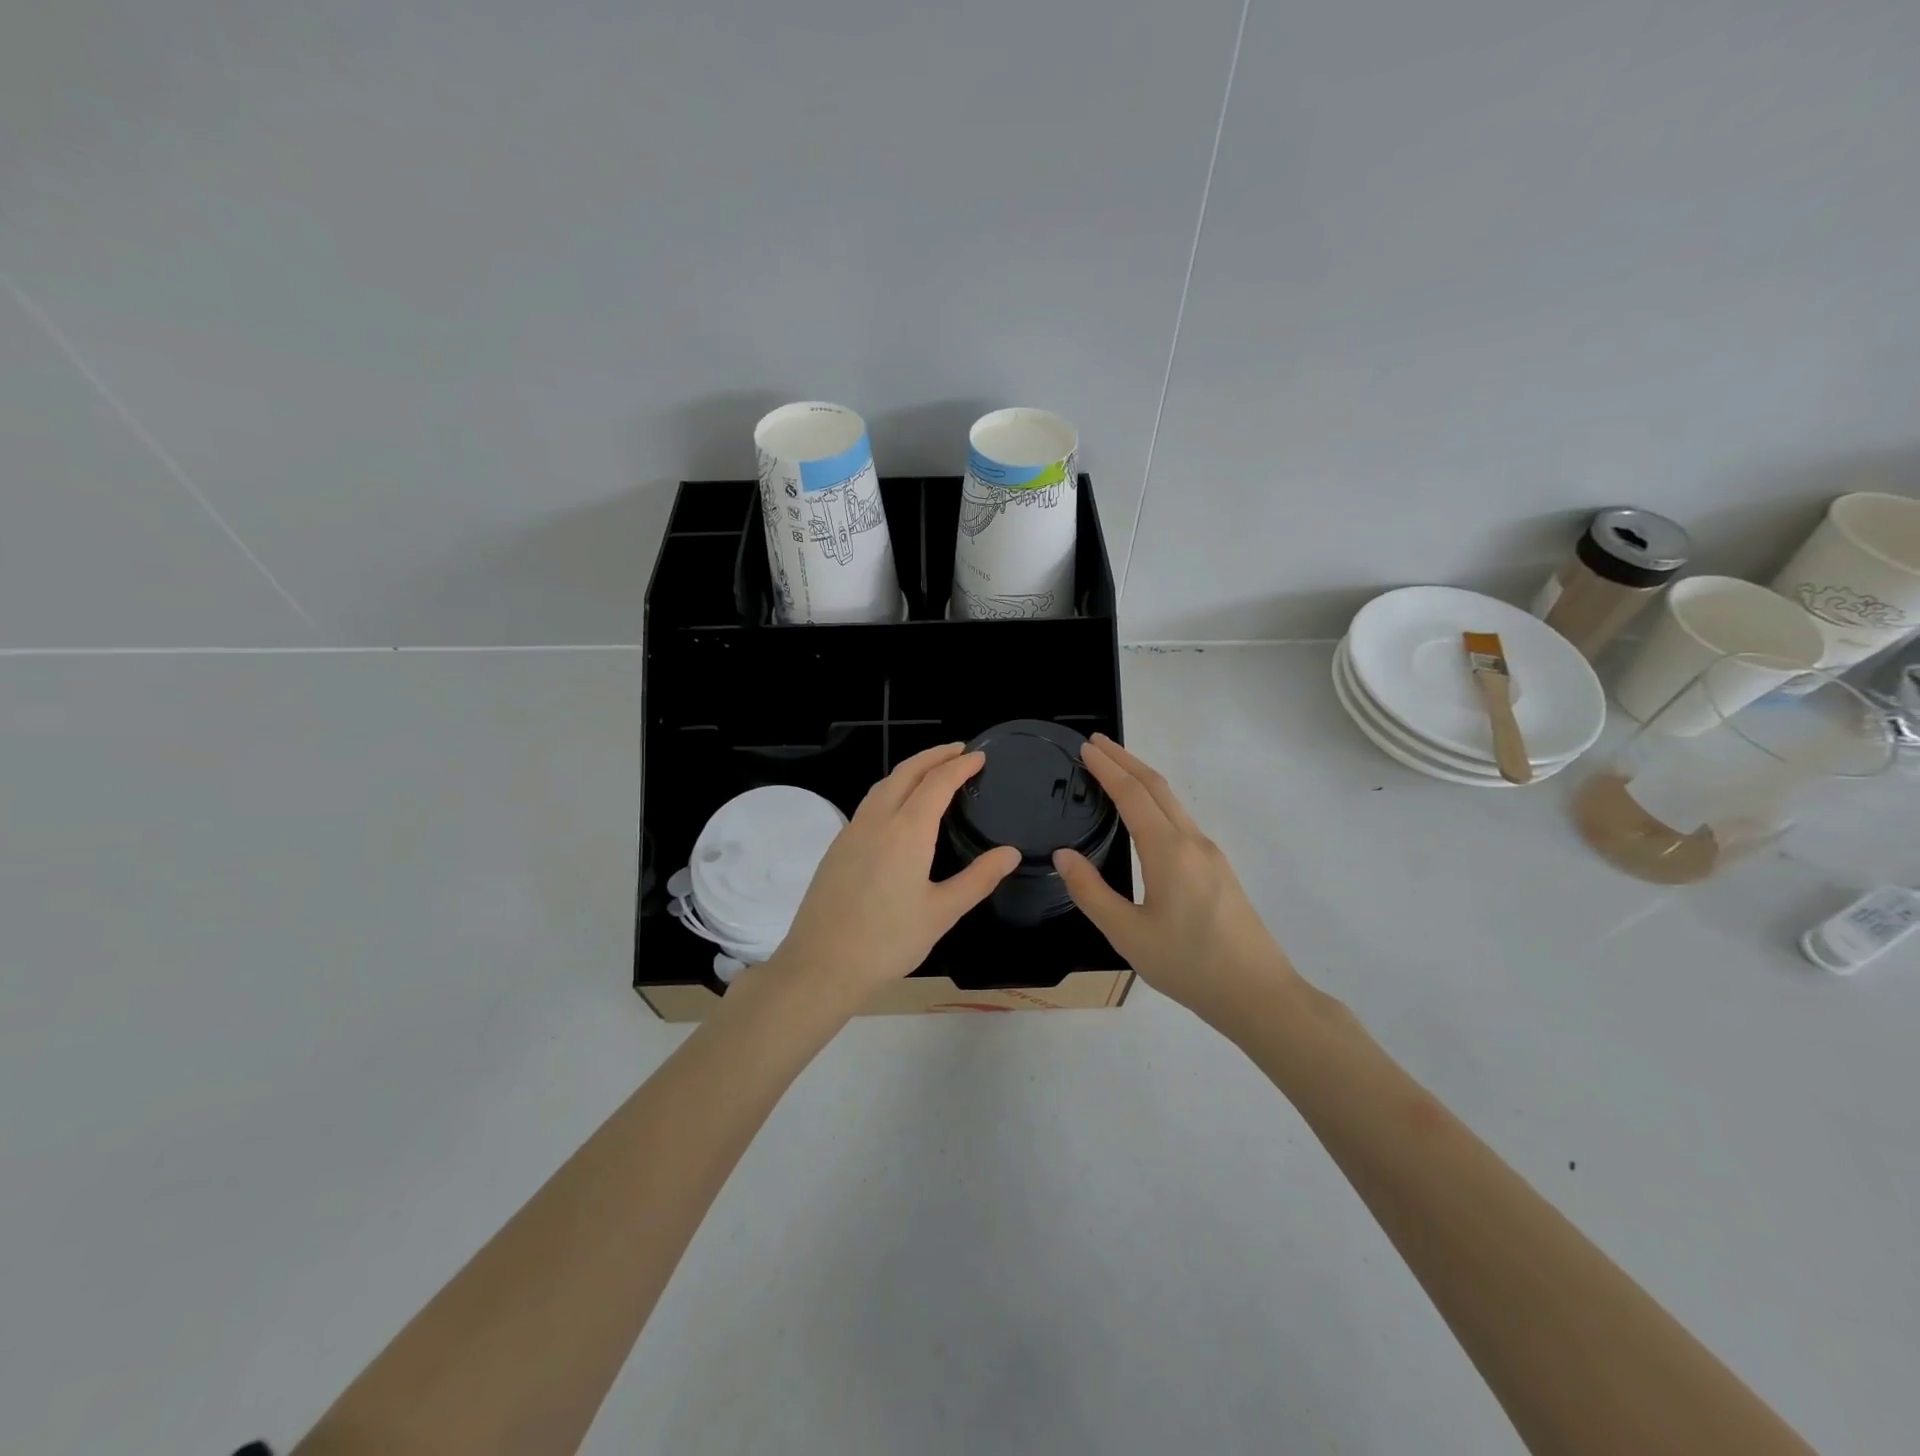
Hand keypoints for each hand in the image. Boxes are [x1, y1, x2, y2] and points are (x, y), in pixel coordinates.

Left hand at [773, 744, 1021, 1000]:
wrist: (821, 965)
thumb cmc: (888, 941)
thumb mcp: (942, 913)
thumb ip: (978, 879)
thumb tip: (1010, 852)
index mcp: (907, 831)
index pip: (937, 783)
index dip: (960, 766)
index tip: (979, 756)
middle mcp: (877, 820)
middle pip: (906, 772)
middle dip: (934, 755)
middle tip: (959, 751)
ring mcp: (852, 831)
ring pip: (883, 785)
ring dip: (910, 770)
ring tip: (932, 771)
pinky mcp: (837, 847)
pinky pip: (869, 803)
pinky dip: (891, 789)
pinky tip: (899, 808)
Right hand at [1053, 734, 1299, 1024]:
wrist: (1258, 994)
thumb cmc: (1188, 965)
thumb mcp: (1127, 934)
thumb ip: (1091, 892)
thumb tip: (1063, 855)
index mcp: (1168, 851)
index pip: (1132, 794)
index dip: (1107, 768)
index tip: (1085, 748)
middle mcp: (1192, 842)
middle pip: (1157, 787)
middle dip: (1126, 760)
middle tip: (1096, 744)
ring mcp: (1210, 854)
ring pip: (1173, 802)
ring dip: (1142, 779)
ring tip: (1115, 770)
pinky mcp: (1219, 870)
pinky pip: (1181, 820)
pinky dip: (1156, 802)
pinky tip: (1145, 816)